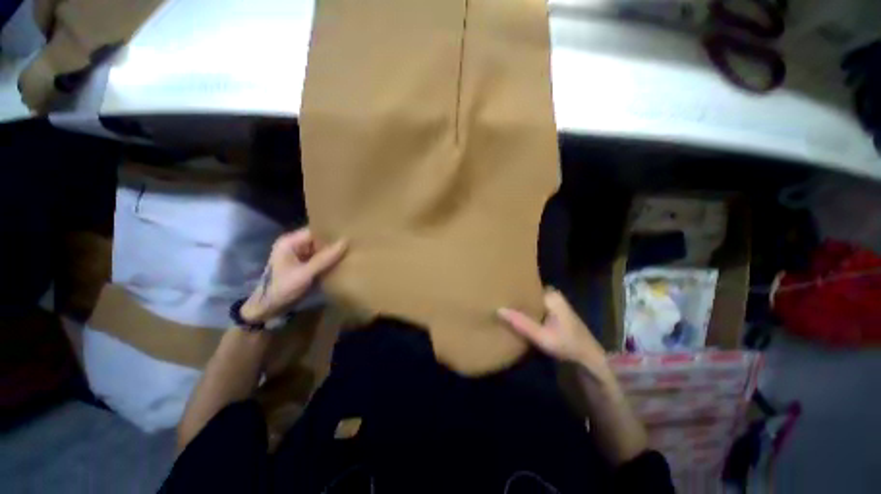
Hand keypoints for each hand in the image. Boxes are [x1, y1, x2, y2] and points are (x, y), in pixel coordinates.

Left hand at [241, 228, 346, 322]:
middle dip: (333, 243)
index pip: (315, 231)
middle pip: (319, 240)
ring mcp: (299, 255)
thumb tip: (346, 242)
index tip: (350, 234)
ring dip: (332, 252)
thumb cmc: (282, 288)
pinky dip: (329, 260)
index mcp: (290, 242)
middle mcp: (295, 245)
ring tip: (351, 251)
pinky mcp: (304, 265)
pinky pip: (320, 258)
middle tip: (353, 244)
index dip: (331, 233)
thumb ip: (325, 258)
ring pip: (321, 250)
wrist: (268, 309)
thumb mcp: (304, 274)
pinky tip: (342, 261)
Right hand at [500, 291, 647, 463]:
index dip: (512, 291)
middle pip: (527, 293)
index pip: (526, 286)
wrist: (589, 359)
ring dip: (519, 306)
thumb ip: (521, 323)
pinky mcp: (552, 313)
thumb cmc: (568, 346)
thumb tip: (498, 309)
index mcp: (550, 295)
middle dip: (514, 298)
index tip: (496, 293)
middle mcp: (551, 295)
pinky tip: (514, 316)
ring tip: (501, 306)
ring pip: (530, 301)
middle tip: (495, 300)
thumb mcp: (542, 337)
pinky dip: (525, 312)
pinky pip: (534, 308)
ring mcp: (552, 304)